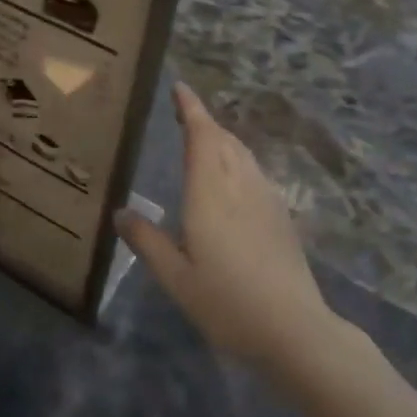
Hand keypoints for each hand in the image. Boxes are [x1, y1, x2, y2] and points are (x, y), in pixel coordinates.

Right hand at [117, 83, 335, 373]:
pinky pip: (254, 171)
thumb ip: (147, 241)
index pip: (202, 135)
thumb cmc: (227, 303)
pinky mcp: (281, 215)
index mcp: (211, 193)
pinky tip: (231, 179)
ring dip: (221, 138)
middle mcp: (240, 185)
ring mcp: (266, 198)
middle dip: (203, 120)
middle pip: (223, 139)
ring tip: (203, 138)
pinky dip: (236, 159)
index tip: (179, 87)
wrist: (295, 329)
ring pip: (242, 153)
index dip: (191, 108)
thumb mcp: (176, 278)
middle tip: (182, 112)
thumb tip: (120, 212)